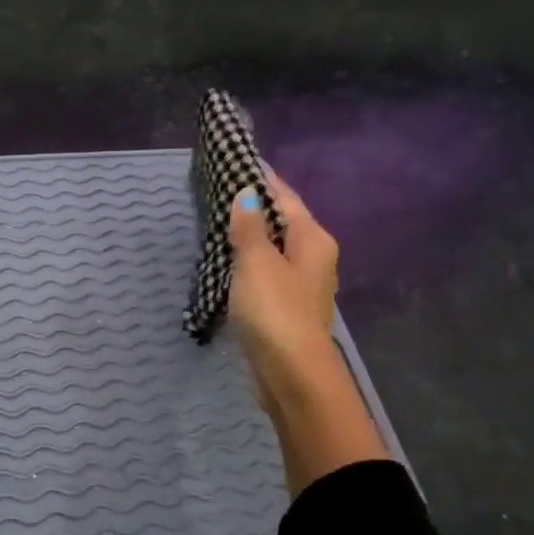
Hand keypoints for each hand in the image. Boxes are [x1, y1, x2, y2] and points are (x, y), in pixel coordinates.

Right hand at [228, 174, 343, 393]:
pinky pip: (267, 273)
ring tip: (219, 223)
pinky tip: (229, 264)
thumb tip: (247, 194)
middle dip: (256, 208)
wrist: (290, 372)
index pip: (286, 198)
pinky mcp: (286, 308)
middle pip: (283, 223)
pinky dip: (250, 263)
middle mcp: (314, 258)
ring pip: (274, 250)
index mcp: (313, 239)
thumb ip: (250, 227)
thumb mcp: (256, 262)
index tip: (239, 162)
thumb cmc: (275, 310)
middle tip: (221, 191)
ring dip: (252, 237)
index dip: (263, 180)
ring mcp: (301, 285)